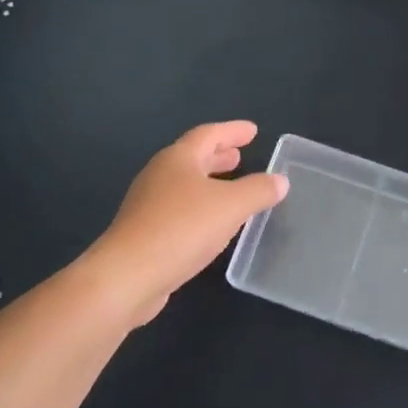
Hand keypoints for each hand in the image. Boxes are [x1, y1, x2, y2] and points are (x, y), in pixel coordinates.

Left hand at [88, 121, 287, 325]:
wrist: (127, 277)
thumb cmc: (181, 229)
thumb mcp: (231, 206)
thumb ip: (259, 191)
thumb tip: (280, 180)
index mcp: (178, 159)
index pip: (208, 135)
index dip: (232, 131)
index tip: (252, 131)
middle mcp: (160, 176)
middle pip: (193, 158)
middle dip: (218, 156)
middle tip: (240, 156)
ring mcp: (148, 205)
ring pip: (185, 185)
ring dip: (209, 182)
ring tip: (231, 188)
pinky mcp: (145, 233)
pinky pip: (180, 210)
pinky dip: (201, 207)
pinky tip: (213, 224)